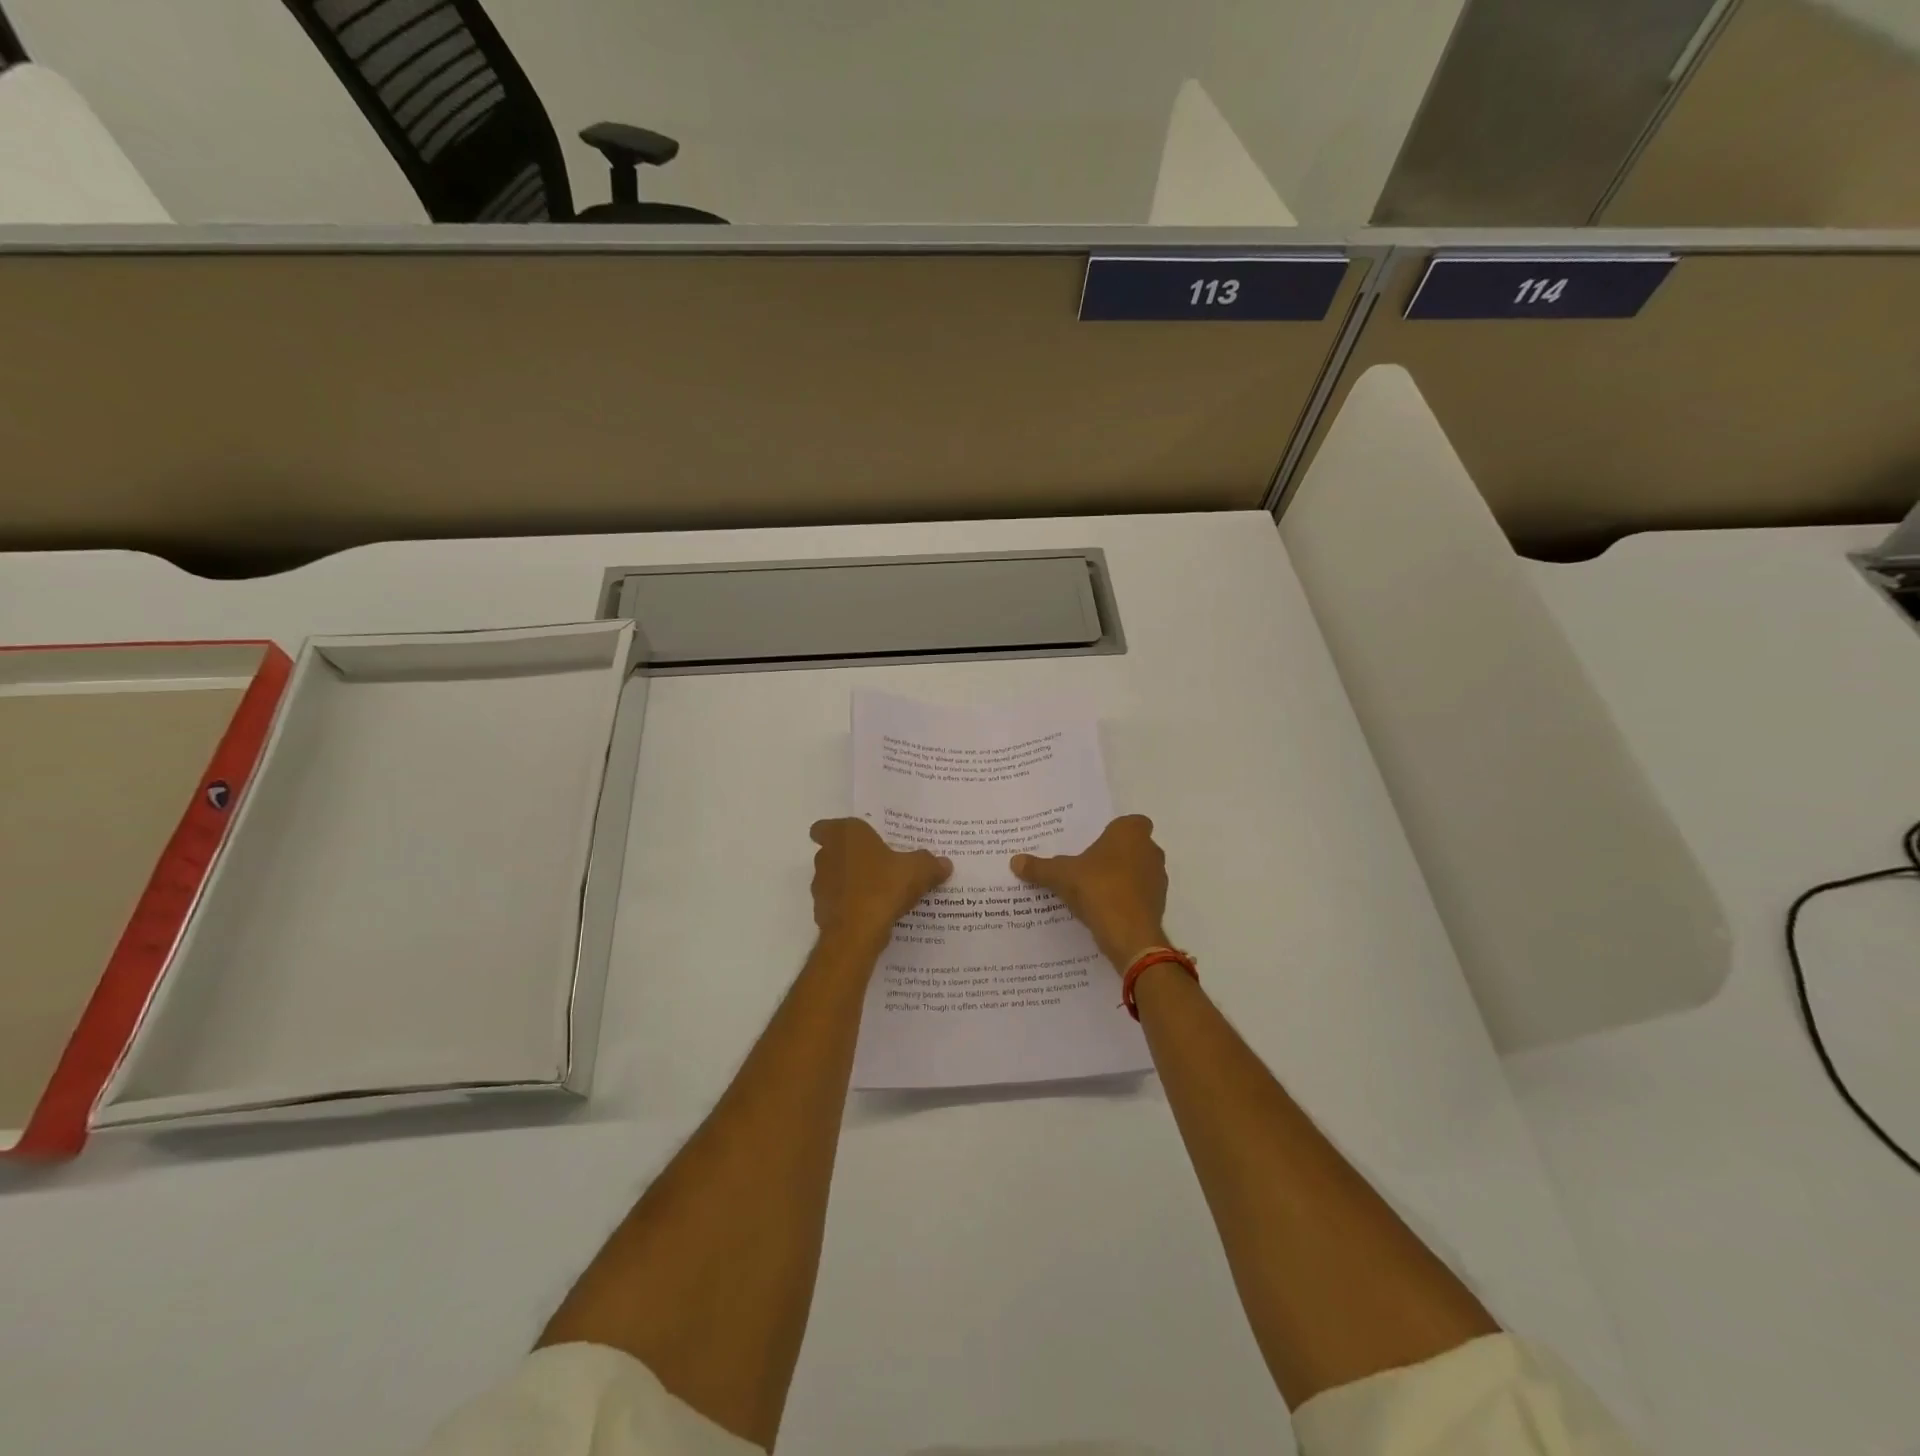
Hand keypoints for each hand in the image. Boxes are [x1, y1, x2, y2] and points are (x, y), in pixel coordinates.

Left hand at [810, 818, 951, 954]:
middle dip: (852, 858)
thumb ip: (930, 864)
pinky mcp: (821, 912)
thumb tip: (944, 863)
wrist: (856, 933)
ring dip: (851, 884)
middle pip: (833, 853)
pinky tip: (873, 914)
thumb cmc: (883, 886)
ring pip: (835, 879)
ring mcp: (820, 886)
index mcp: (844, 835)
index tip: (857, 841)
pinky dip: (851, 907)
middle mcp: (826, 856)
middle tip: (879, 865)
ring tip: (880, 892)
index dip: (837, 834)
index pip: (824, 827)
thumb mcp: (918, 871)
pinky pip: (838, 904)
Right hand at [1011, 815, 1168, 974]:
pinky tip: (1103, 909)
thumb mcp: (1061, 876)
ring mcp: (1158, 878)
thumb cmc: (1098, 889)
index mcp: (1130, 833)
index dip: (1115, 831)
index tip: (1095, 843)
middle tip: (1087, 865)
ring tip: (1092, 889)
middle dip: (1114, 855)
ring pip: (1138, 871)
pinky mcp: (1159, 904)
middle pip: (1133, 847)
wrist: (1130, 934)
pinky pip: (1139, 895)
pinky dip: (1126, 899)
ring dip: (1121, 877)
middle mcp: (1150, 850)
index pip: (1130, 822)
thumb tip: (1014, 861)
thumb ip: (1040, 867)